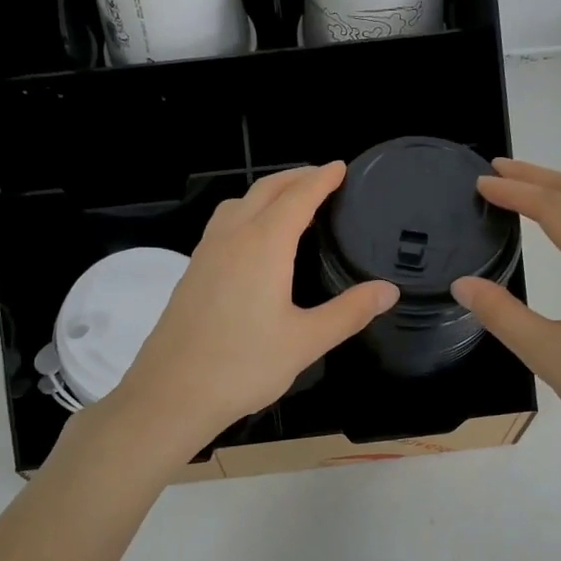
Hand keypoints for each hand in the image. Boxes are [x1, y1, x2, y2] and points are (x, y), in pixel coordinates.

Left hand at [106, 162, 396, 462]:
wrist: (171, 393)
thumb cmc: (243, 366)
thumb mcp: (306, 342)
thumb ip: (349, 312)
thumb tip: (388, 290)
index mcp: (263, 246)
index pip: (298, 198)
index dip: (321, 179)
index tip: (340, 167)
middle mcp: (232, 238)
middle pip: (265, 191)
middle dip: (294, 177)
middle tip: (321, 177)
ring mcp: (206, 254)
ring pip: (237, 204)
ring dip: (266, 193)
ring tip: (288, 202)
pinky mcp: (191, 273)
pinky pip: (222, 225)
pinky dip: (245, 213)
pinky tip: (252, 241)